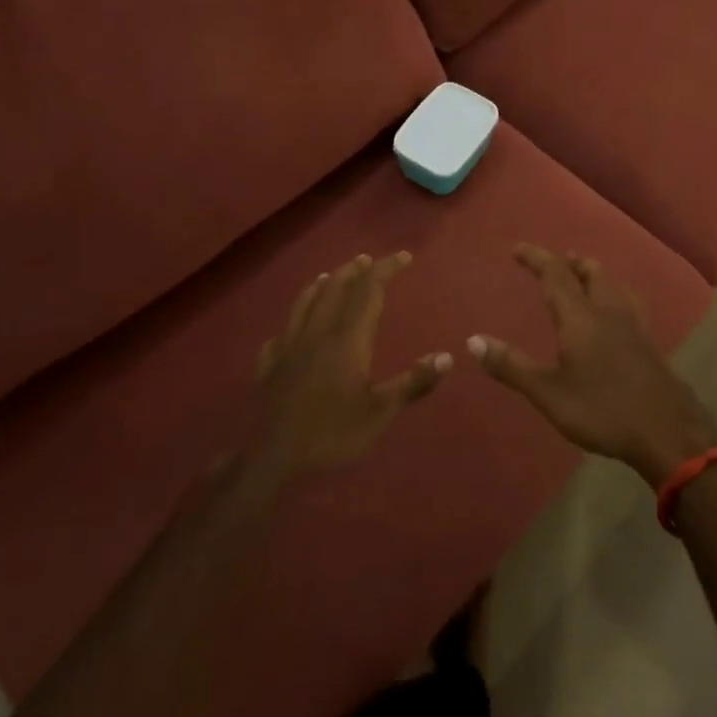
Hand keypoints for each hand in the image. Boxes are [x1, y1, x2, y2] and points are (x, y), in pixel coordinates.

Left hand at [252, 252, 451, 481]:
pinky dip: (294, 319)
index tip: (403, 256)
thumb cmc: (333, 435)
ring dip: (323, 284)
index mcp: (347, 340)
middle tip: (369, 260)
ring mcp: (289, 347)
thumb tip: (446, 356)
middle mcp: (317, 333)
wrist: (274, 459)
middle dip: (355, 270)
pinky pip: (282, 331)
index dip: (385, 269)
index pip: (368, 291)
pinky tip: (293, 327)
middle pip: (335, 288)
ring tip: (332, 275)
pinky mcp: (270, 366)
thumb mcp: (380, 413)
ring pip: (305, 302)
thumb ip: (413, 382)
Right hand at [469, 245, 716, 487]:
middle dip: (571, 263)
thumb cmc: (602, 411)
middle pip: (592, 273)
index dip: (536, 257)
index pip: (555, 274)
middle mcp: (609, 312)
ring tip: (587, 276)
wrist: (669, 434)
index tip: (518, 248)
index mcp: (580, 317)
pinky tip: (619, 314)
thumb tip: (472, 340)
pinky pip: (631, 305)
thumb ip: (511, 366)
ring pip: (615, 286)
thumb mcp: (548, 393)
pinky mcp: (651, 345)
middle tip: (559, 260)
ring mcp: (635, 327)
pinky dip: (616, 295)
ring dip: (596, 274)